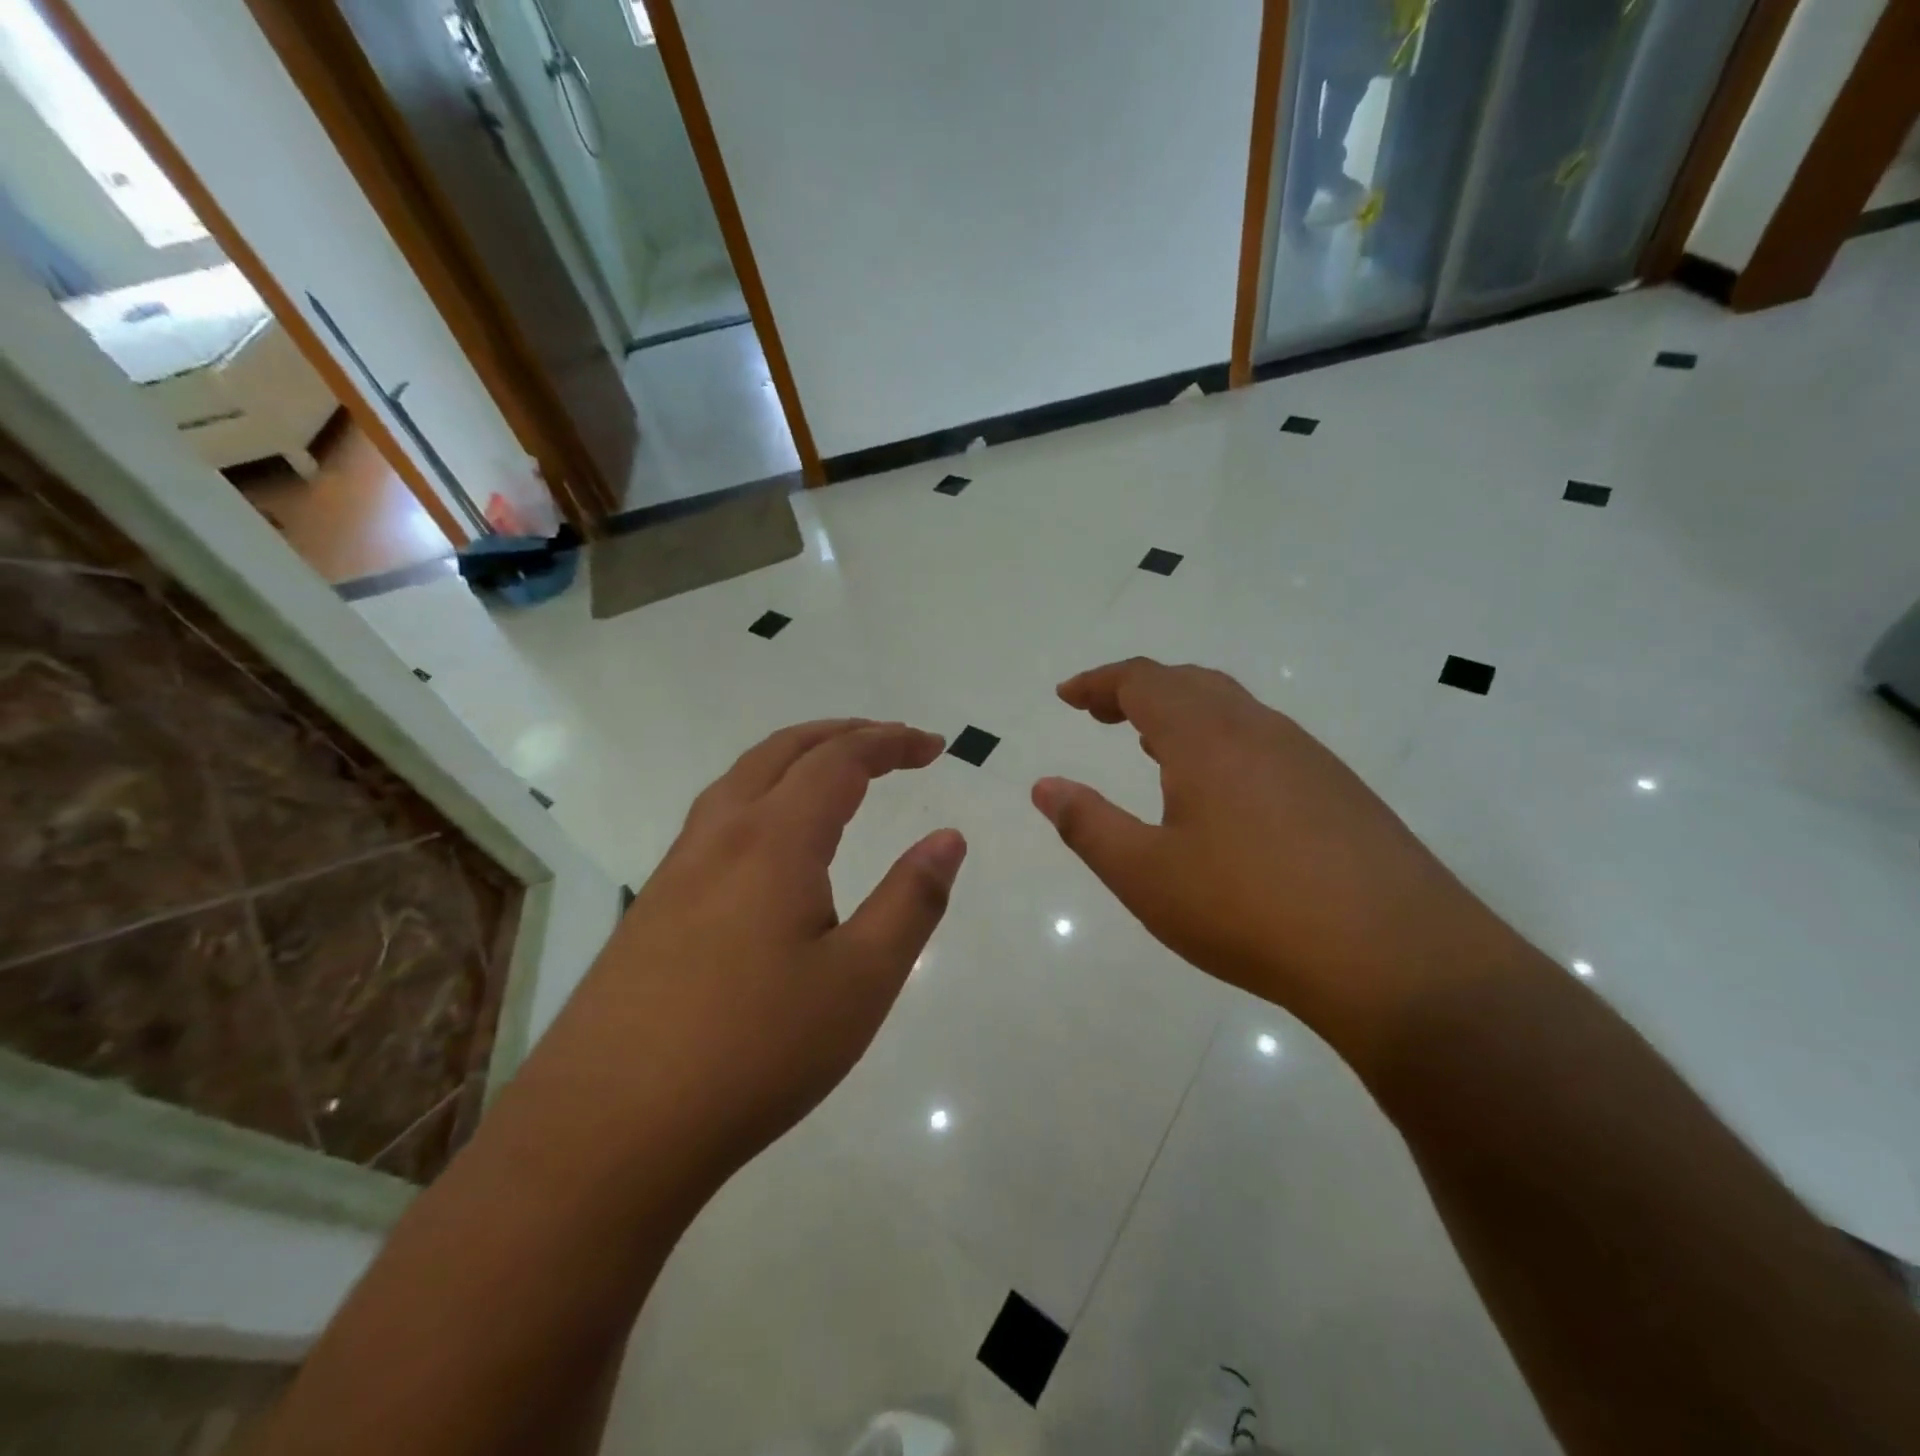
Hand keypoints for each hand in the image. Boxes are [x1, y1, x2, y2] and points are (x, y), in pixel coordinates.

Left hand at [541, 720, 965, 1180]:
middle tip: (893, 744)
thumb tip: (948, 838)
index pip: (840, 760)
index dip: (891, 742)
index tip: (934, 746)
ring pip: (741, 779)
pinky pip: (716, 817)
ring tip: (836, 773)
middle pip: (784, 750)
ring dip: (796, 758)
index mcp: (774, 840)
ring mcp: (677, 869)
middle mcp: (720, 835)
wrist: (608, 1130)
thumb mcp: (860, 980)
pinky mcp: (653, 906)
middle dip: (844, 734)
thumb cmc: (755, 1051)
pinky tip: (772, 841)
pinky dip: (762, 793)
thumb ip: (911, 900)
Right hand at [1031, 659, 1515, 1067]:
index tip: (1067, 696)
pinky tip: (1221, 790)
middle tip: (1102, 714)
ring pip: (1233, 709)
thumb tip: (1044, 786)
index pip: (1143, 681)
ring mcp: (1307, 757)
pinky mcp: (1340, 790)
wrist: (1396, 957)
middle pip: (1190, 682)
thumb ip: (1087, 825)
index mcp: (1206, 738)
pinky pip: (1265, 740)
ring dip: (1183, 713)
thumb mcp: (1146, 875)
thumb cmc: (1249, 910)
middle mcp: (1259, 730)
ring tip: (1152, 744)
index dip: (1099, 682)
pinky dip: (1222, 741)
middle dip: (1138, 690)